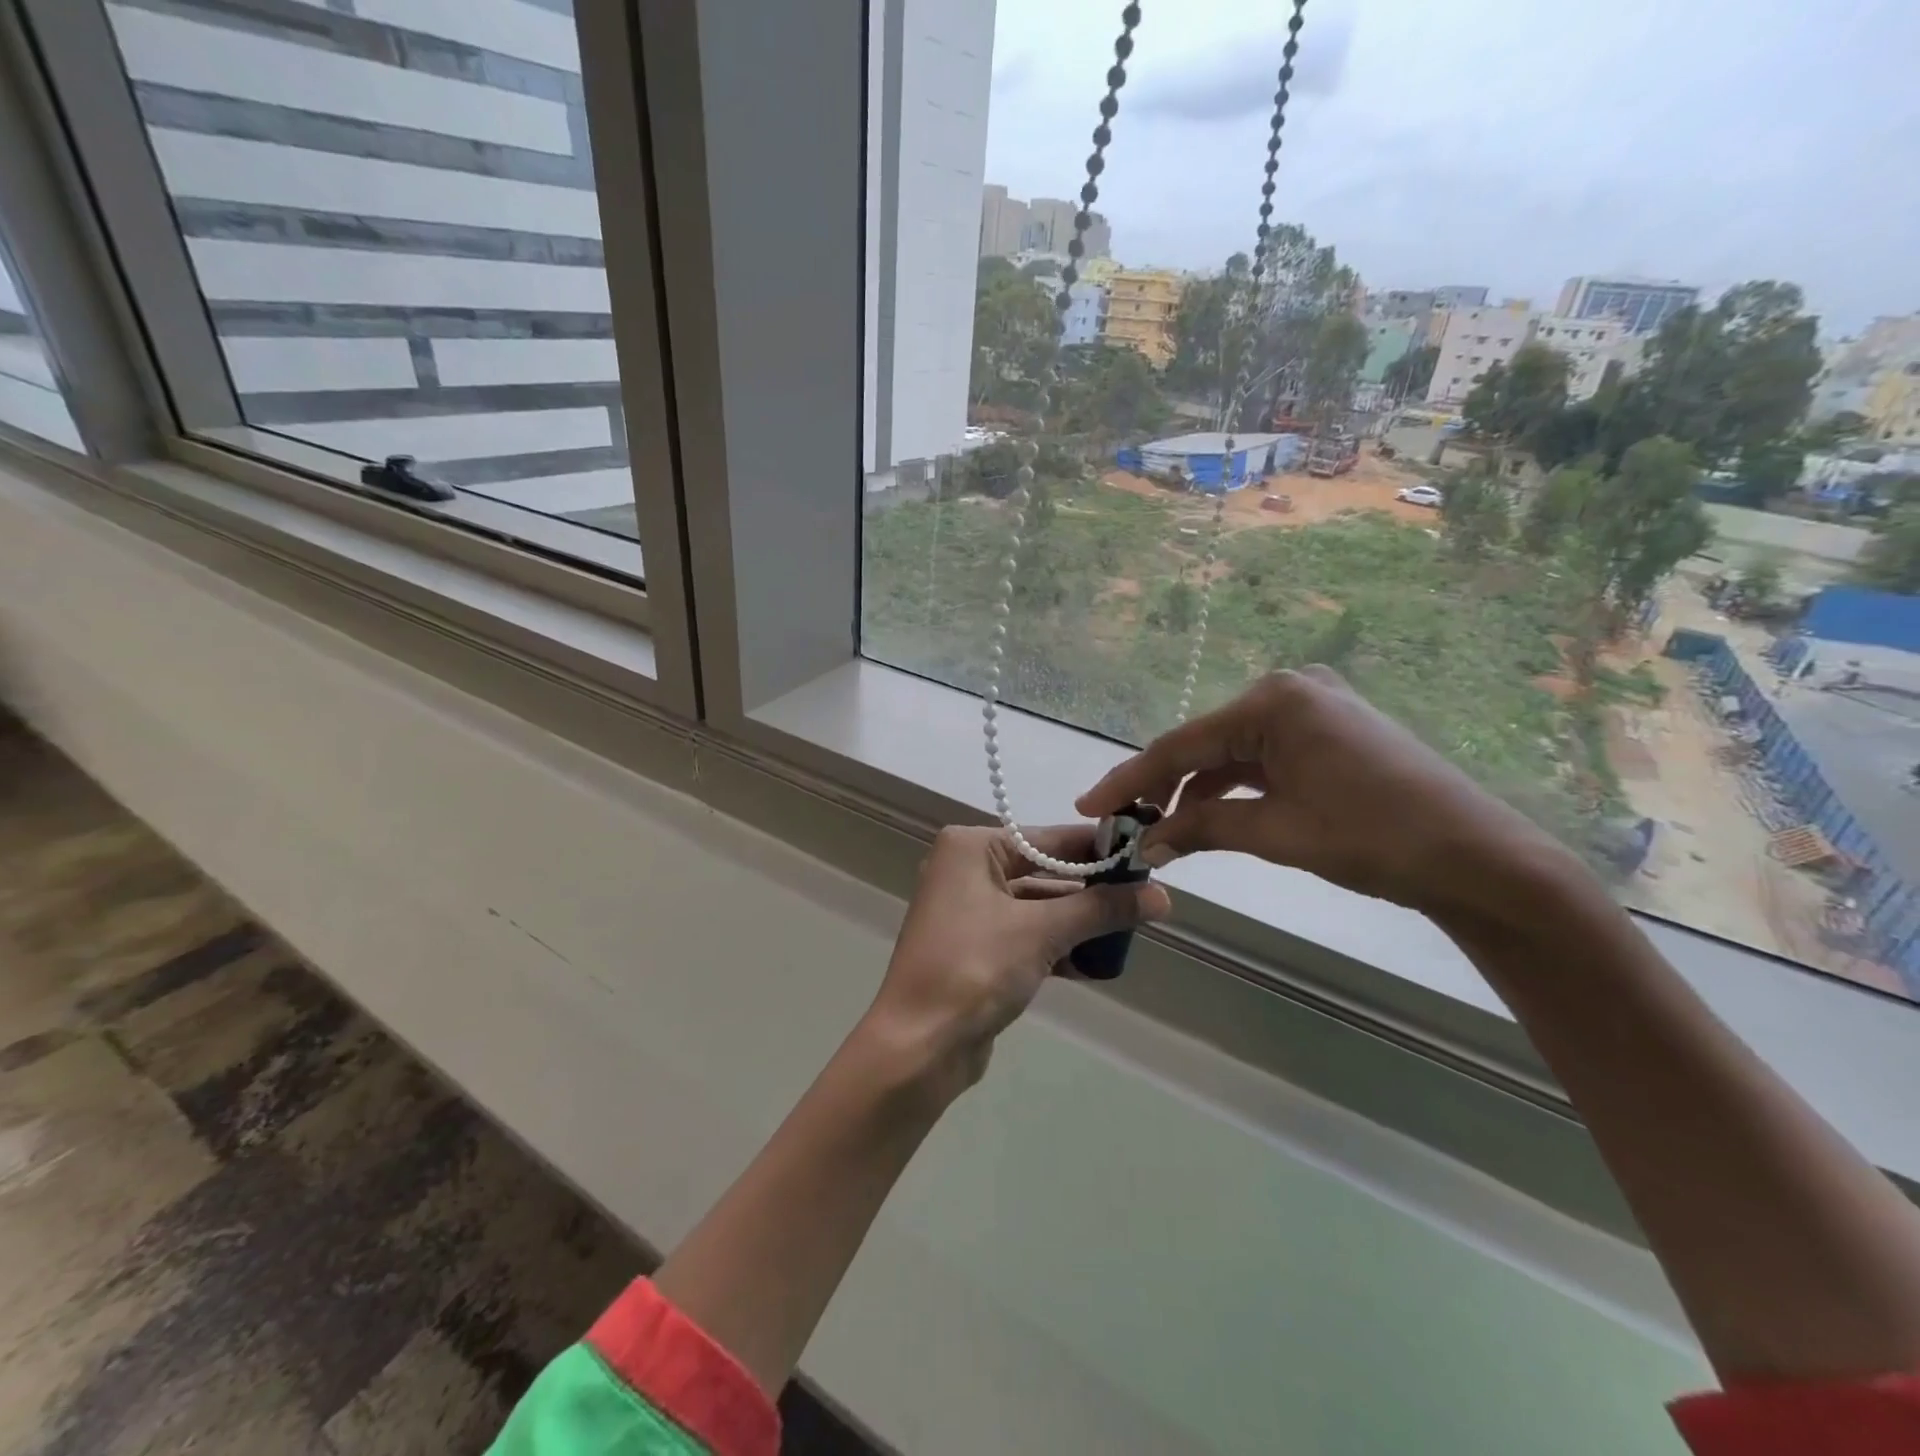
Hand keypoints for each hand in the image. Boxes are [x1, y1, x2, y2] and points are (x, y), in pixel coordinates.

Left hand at [863, 825, 1170, 1098]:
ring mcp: (969, 910)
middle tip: (1146, 899)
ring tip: (1130, 933)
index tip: (1147, 856)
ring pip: (1037, 906)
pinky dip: (1057, 946)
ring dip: (1078, 922)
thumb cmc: (976, 969)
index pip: (1049, 838)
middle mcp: (966, 869)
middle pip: (1044, 870)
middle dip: (1092, 890)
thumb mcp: (1042, 932)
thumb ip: (1101, 909)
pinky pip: (1026, 935)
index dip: (1099, 848)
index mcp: (971, 848)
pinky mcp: (976, 948)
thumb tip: (1162, 896)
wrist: (919, 1046)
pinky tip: (1096, 964)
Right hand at [1077, 667, 1584, 928]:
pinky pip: (1263, 757)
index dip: (1130, 780)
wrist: (1479, 858)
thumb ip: (1201, 828)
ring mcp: (1312, 708)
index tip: (1088, 807)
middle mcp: (1288, 690)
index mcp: (1273, 701)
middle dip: (1162, 787)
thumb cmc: (1375, 838)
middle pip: (1204, 744)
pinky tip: (1207, 815)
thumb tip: (1143, 845)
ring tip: (1160, 828)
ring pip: (1232, 753)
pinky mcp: (1328, 731)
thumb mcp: (1276, 832)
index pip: (1182, 745)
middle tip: (1123, 824)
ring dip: (1197, 790)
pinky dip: (1234, 788)